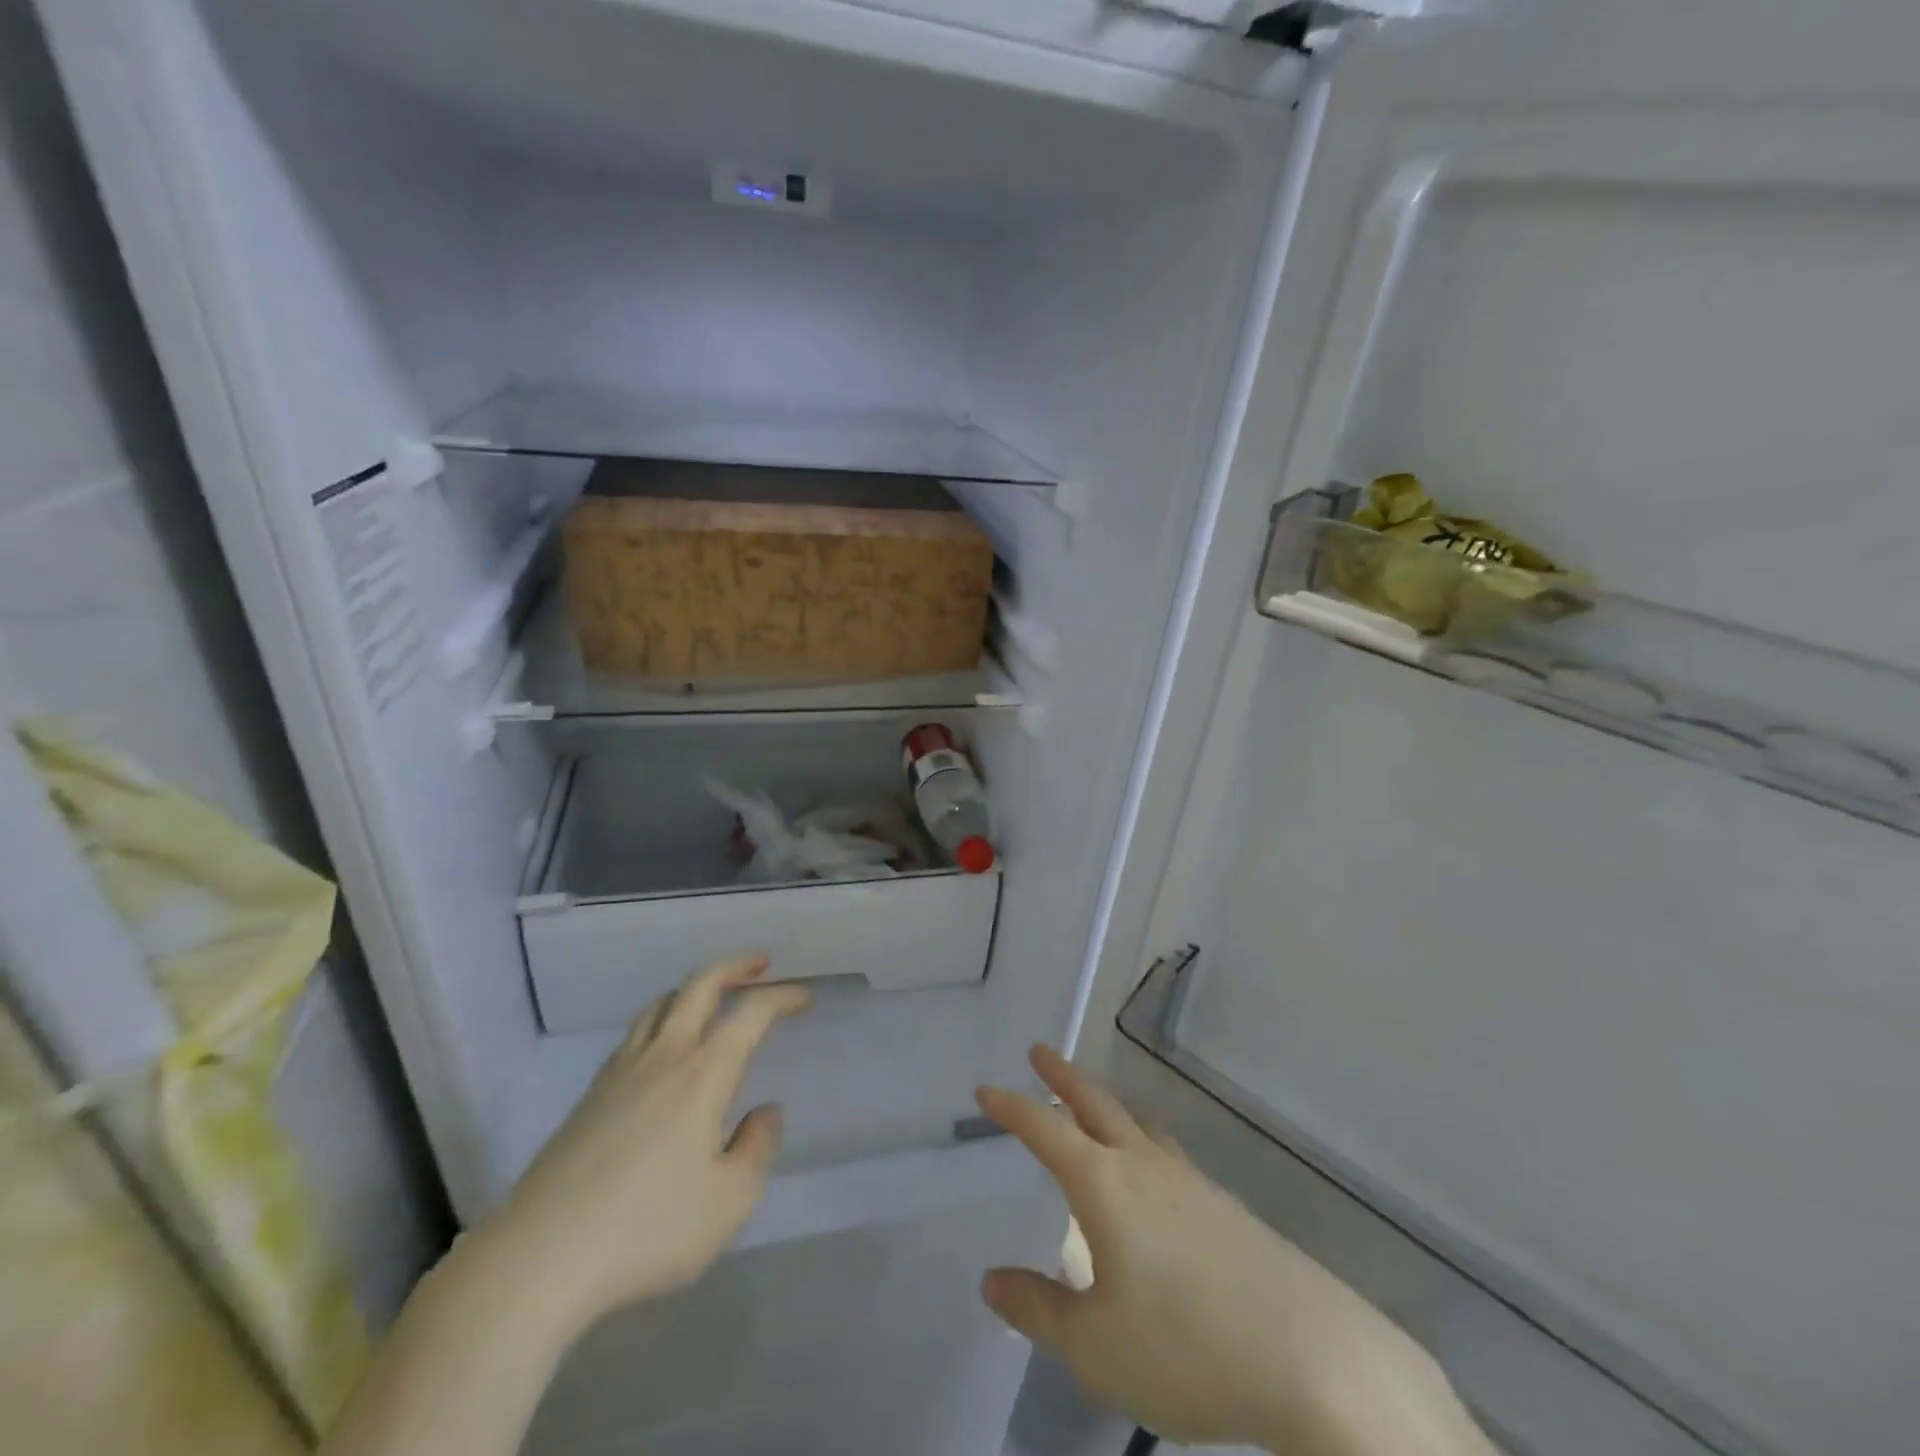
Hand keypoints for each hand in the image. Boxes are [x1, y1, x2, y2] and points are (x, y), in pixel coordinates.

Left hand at [478, 956, 810, 1332]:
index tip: (803, 998)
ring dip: (693, 988)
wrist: (536, 1261)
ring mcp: (618, 1074)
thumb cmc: (647, 1229)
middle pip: (698, 987)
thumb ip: (757, 1148)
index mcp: (702, 1074)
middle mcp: (662, 1058)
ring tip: (712, 996)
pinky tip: (662, 1049)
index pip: (749, 1014)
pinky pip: (634, 1035)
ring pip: (659, 1005)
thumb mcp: (729, 1201)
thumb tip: (765, 1112)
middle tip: (760, 963)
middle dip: (734, 966)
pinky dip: (661, 1019)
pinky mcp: (588, 1098)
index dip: (781, 998)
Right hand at [976, 1047, 1489, 1455]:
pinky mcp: (1225, 1204)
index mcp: (1103, 1185)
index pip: (1045, 1130)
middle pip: (1095, 1104)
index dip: (1013, 1108)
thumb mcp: (1096, 1346)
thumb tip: (992, 1280)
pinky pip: (1167, 1149)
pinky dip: (1143, 1136)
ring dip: (1105, 1102)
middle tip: (1040, 1053)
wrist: (1313, 1357)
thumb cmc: (1188, 1348)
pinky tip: (1153, 1165)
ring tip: (1092, 1099)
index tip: (987, 1089)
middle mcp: (1144, 1165)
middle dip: (1062, 1077)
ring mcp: (1190, 1180)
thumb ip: (1038, 1310)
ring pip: (1136, 1121)